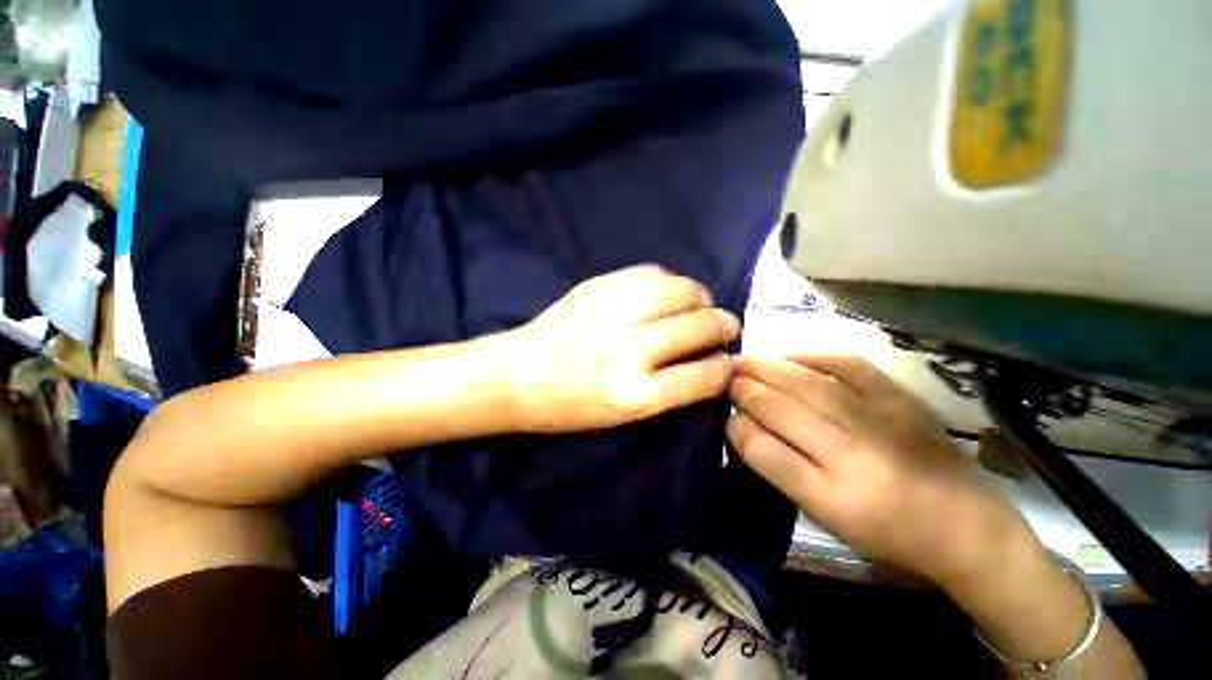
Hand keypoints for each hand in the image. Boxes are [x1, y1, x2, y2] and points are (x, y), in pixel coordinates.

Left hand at [509, 265, 739, 432]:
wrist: (517, 374)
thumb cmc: (570, 406)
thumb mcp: (624, 416)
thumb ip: (671, 387)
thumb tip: (710, 359)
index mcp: (636, 395)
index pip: (706, 375)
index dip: (726, 367)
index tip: (729, 361)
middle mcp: (629, 352)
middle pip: (700, 326)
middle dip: (724, 325)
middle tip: (725, 327)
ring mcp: (613, 312)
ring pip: (683, 290)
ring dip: (701, 298)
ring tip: (700, 306)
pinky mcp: (598, 285)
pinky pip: (653, 273)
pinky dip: (671, 283)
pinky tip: (669, 294)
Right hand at [727, 355, 1019, 582]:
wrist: (968, 528)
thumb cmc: (889, 536)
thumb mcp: (827, 519)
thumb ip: (783, 472)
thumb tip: (745, 428)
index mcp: (833, 499)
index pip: (764, 451)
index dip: (737, 427)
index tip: (727, 416)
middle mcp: (856, 458)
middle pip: (783, 411)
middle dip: (746, 390)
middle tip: (727, 378)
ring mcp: (883, 423)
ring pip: (809, 384)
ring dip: (769, 368)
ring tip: (746, 361)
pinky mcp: (903, 400)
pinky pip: (849, 366)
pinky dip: (813, 356)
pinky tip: (791, 356)